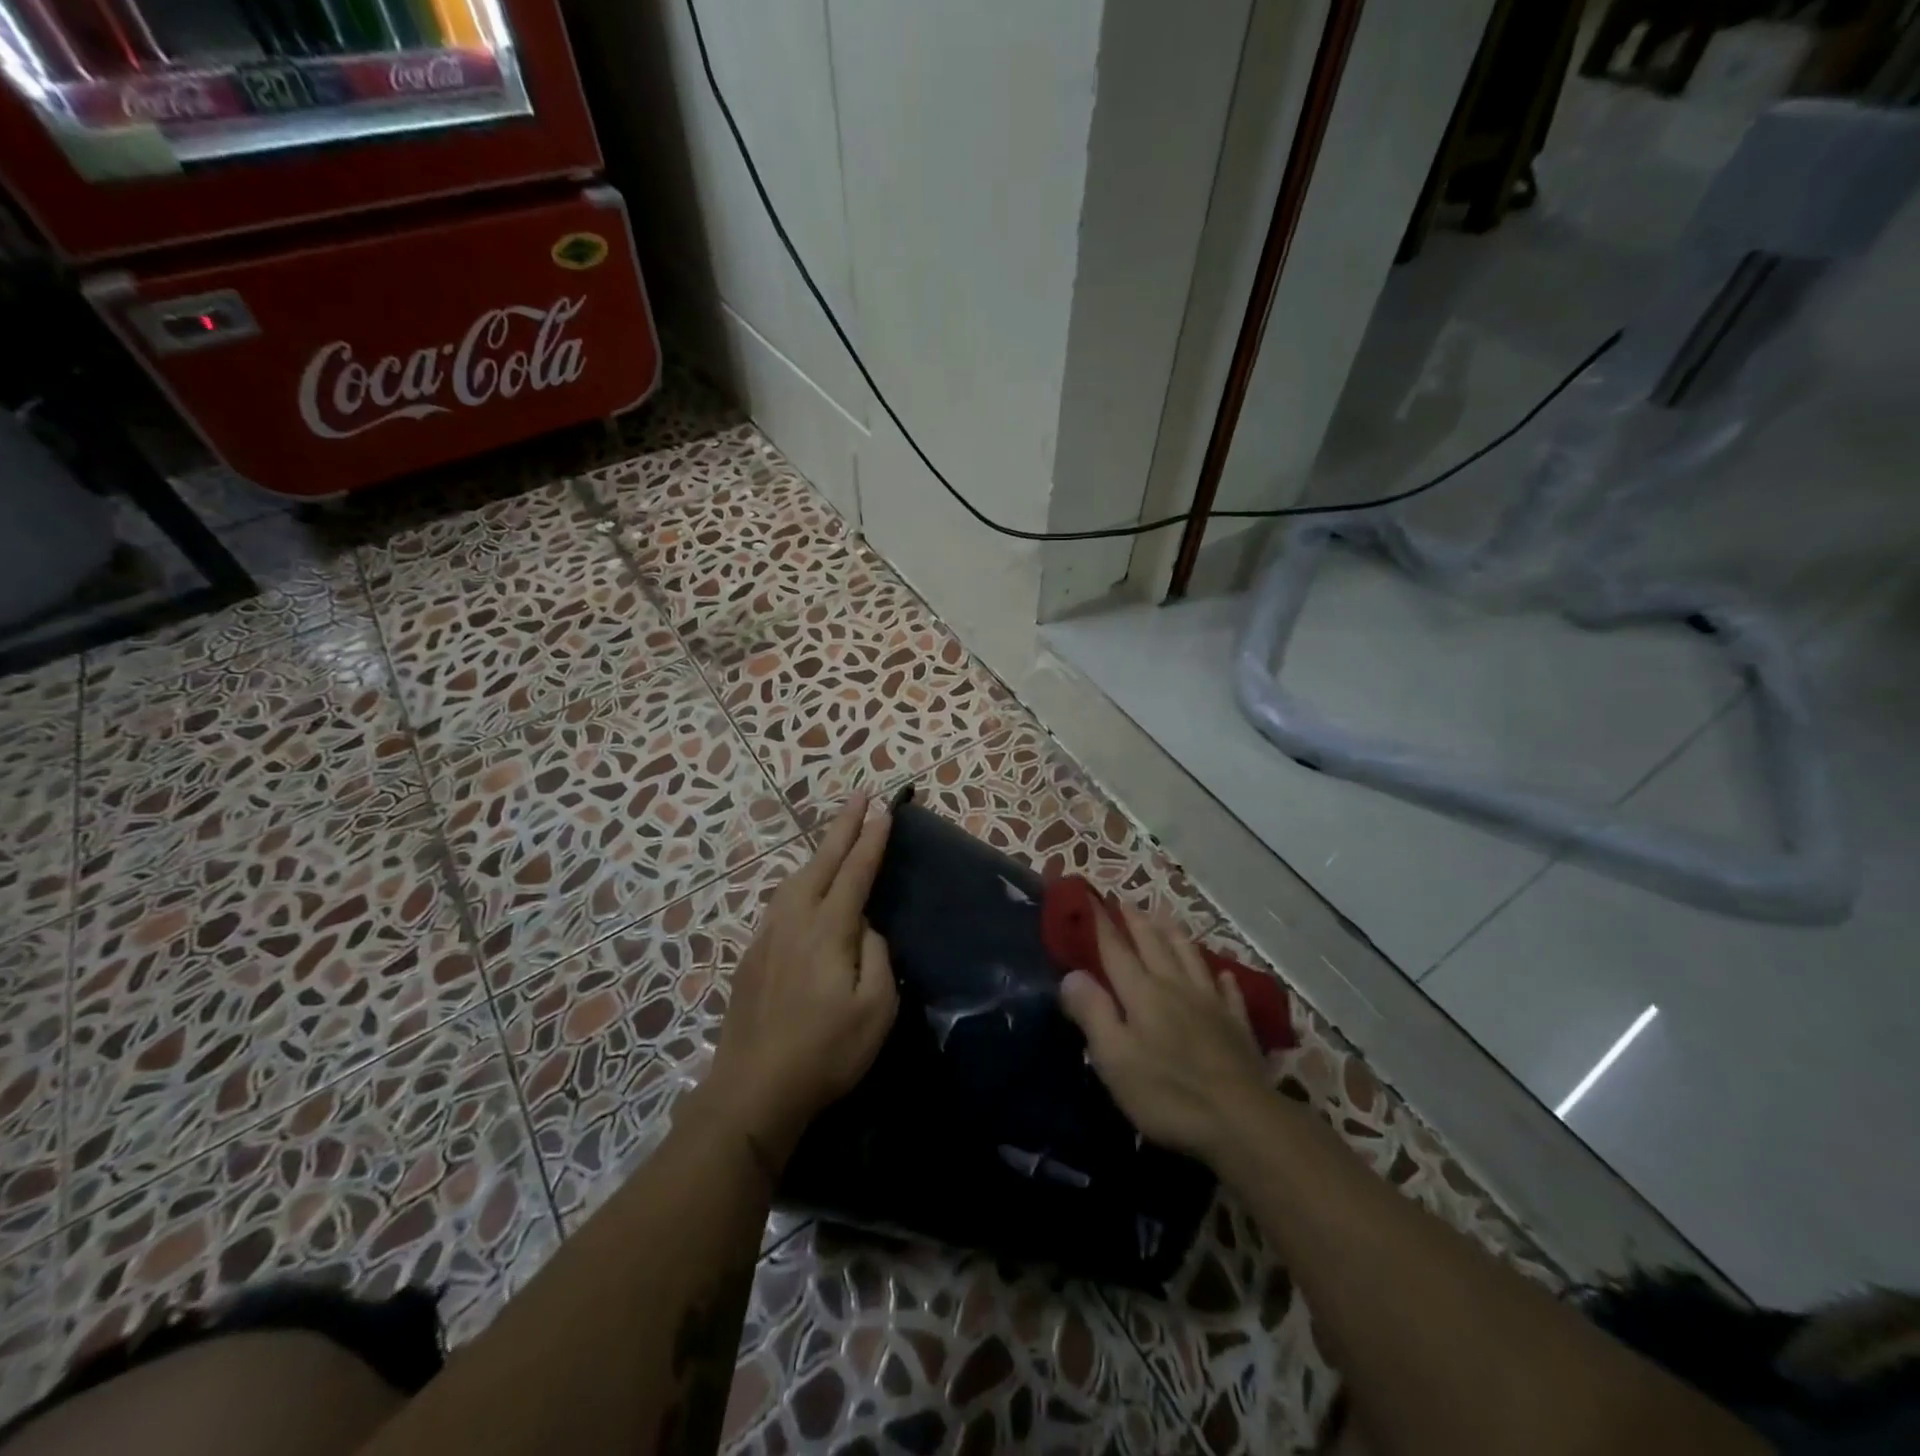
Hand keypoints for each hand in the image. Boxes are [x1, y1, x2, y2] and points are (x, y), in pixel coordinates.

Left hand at [700, 794, 898, 1170]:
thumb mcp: (875, 1009)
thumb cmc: (826, 1052)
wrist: (754, 1089)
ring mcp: (767, 936)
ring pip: (795, 878)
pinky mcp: (752, 955)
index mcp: (828, 930)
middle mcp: (794, 921)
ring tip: (835, 837)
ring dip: (819, 852)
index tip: (884, 810)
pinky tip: (803, 890)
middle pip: (821, 862)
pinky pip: (780, 902)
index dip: (871, 840)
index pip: (855, 872)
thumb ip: (877, 956)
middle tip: (859, 795)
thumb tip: (867, 928)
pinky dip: (799, 881)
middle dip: (843, 826)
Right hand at [1058, 903, 1271, 1164]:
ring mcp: (1210, 1004)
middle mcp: (1175, 987)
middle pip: (1153, 945)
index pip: (1116, 950)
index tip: (1090, 899)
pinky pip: (1229, 992)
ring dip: (1174, 935)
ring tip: (1165, 918)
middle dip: (1136, 921)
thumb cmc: (1168, 1092)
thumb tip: (1071, 974)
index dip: (1101, 925)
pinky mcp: (1237, 1026)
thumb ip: (1093, 1012)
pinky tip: (1222, 975)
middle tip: (1124, 900)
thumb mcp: (1115, 1058)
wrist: (1242, 1121)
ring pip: (1190, 958)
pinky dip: (1222, 979)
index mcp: (1142, 993)